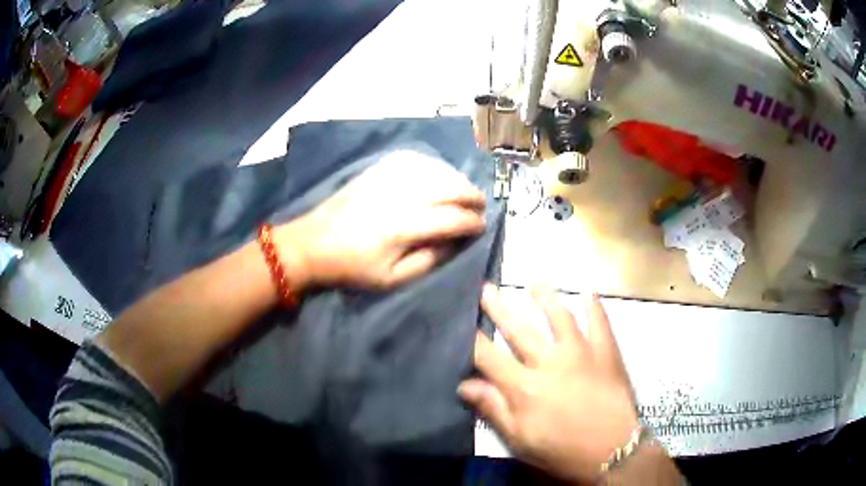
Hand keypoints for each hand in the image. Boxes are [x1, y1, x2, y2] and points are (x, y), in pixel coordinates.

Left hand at [277, 151, 485, 289]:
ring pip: (435, 169)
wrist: (313, 243)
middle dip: (472, 195)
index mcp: (406, 226)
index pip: (453, 218)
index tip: (482, 226)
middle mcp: (402, 195)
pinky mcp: (377, 170)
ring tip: (465, 190)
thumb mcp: (391, 279)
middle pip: (450, 187)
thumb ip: (428, 261)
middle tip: (482, 205)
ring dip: (457, 178)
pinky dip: (433, 165)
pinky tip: (439, 173)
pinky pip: (414, 159)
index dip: (473, 222)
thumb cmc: (352, 267)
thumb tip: (455, 244)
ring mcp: (389, 178)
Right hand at [459, 284, 637, 483]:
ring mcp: (581, 352)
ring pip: (559, 317)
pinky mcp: (606, 351)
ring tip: (533, 284)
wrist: (611, 450)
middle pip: (519, 329)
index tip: (462, 322)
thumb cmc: (561, 449)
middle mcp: (549, 361)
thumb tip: (464, 384)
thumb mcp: (519, 439)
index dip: (472, 338)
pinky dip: (594, 306)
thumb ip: (493, 408)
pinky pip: (599, 322)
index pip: (488, 356)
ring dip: (545, 298)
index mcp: (524, 386)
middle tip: (487, 287)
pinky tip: (588, 293)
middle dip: (499, 308)